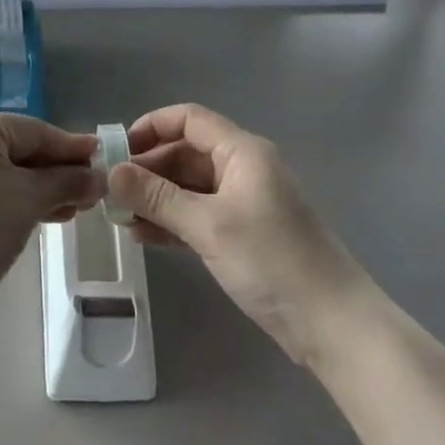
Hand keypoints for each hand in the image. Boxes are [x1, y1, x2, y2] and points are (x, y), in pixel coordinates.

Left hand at [0, 112, 100, 315]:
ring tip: (73, 209)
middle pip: (15, 148)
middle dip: (55, 172)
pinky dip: (11, 198)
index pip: (32, 130)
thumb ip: (67, 182)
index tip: (104, 157)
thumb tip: (100, 177)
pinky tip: (41, 215)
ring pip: (0, 170)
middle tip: (91, 191)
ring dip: (37, 189)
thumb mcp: (29, 201)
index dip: (71, 147)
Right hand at [110, 104, 365, 364]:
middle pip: (186, 152)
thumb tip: (111, 172)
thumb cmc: (272, 262)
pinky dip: (173, 220)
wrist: (334, 324)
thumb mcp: (209, 226)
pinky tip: (143, 235)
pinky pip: (199, 214)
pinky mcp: (244, 233)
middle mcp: (244, 168)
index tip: (117, 151)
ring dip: (156, 197)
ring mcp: (245, 202)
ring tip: (119, 216)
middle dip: (148, 168)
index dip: (151, 127)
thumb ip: (157, 197)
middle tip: (110, 191)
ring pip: (190, 186)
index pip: (189, 120)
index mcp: (242, 152)